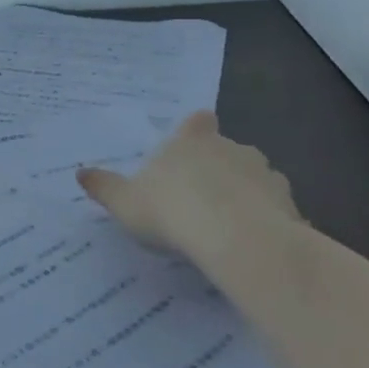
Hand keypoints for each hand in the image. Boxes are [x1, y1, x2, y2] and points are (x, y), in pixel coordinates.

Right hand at [76, 111, 301, 259]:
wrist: (235, 239)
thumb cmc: (172, 212)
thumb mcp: (125, 203)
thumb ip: (105, 188)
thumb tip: (80, 173)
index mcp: (192, 142)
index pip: (198, 122)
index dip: (196, 130)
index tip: (192, 144)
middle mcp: (231, 148)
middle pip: (227, 150)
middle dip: (218, 169)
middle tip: (200, 200)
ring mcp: (264, 174)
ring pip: (254, 178)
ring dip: (245, 195)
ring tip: (228, 227)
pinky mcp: (287, 204)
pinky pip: (275, 211)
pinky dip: (266, 222)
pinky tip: (253, 246)